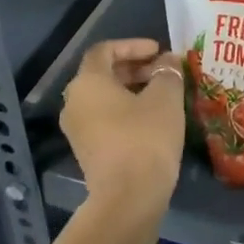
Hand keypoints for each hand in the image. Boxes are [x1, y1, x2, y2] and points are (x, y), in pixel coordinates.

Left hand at [59, 38, 185, 220]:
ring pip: (103, 98)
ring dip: (131, 90)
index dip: (132, 45)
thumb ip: (167, 72)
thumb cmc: (145, 137)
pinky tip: (152, 119)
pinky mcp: (87, 151)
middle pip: (102, 73)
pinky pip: (104, 119)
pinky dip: (125, 111)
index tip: (158, 50)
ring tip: (162, 94)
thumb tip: (168, 61)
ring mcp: (77, 130)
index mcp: (88, 82)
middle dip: (134, 67)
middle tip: (163, 70)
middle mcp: (74, 102)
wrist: (128, 198)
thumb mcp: (165, 98)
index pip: (104, 50)